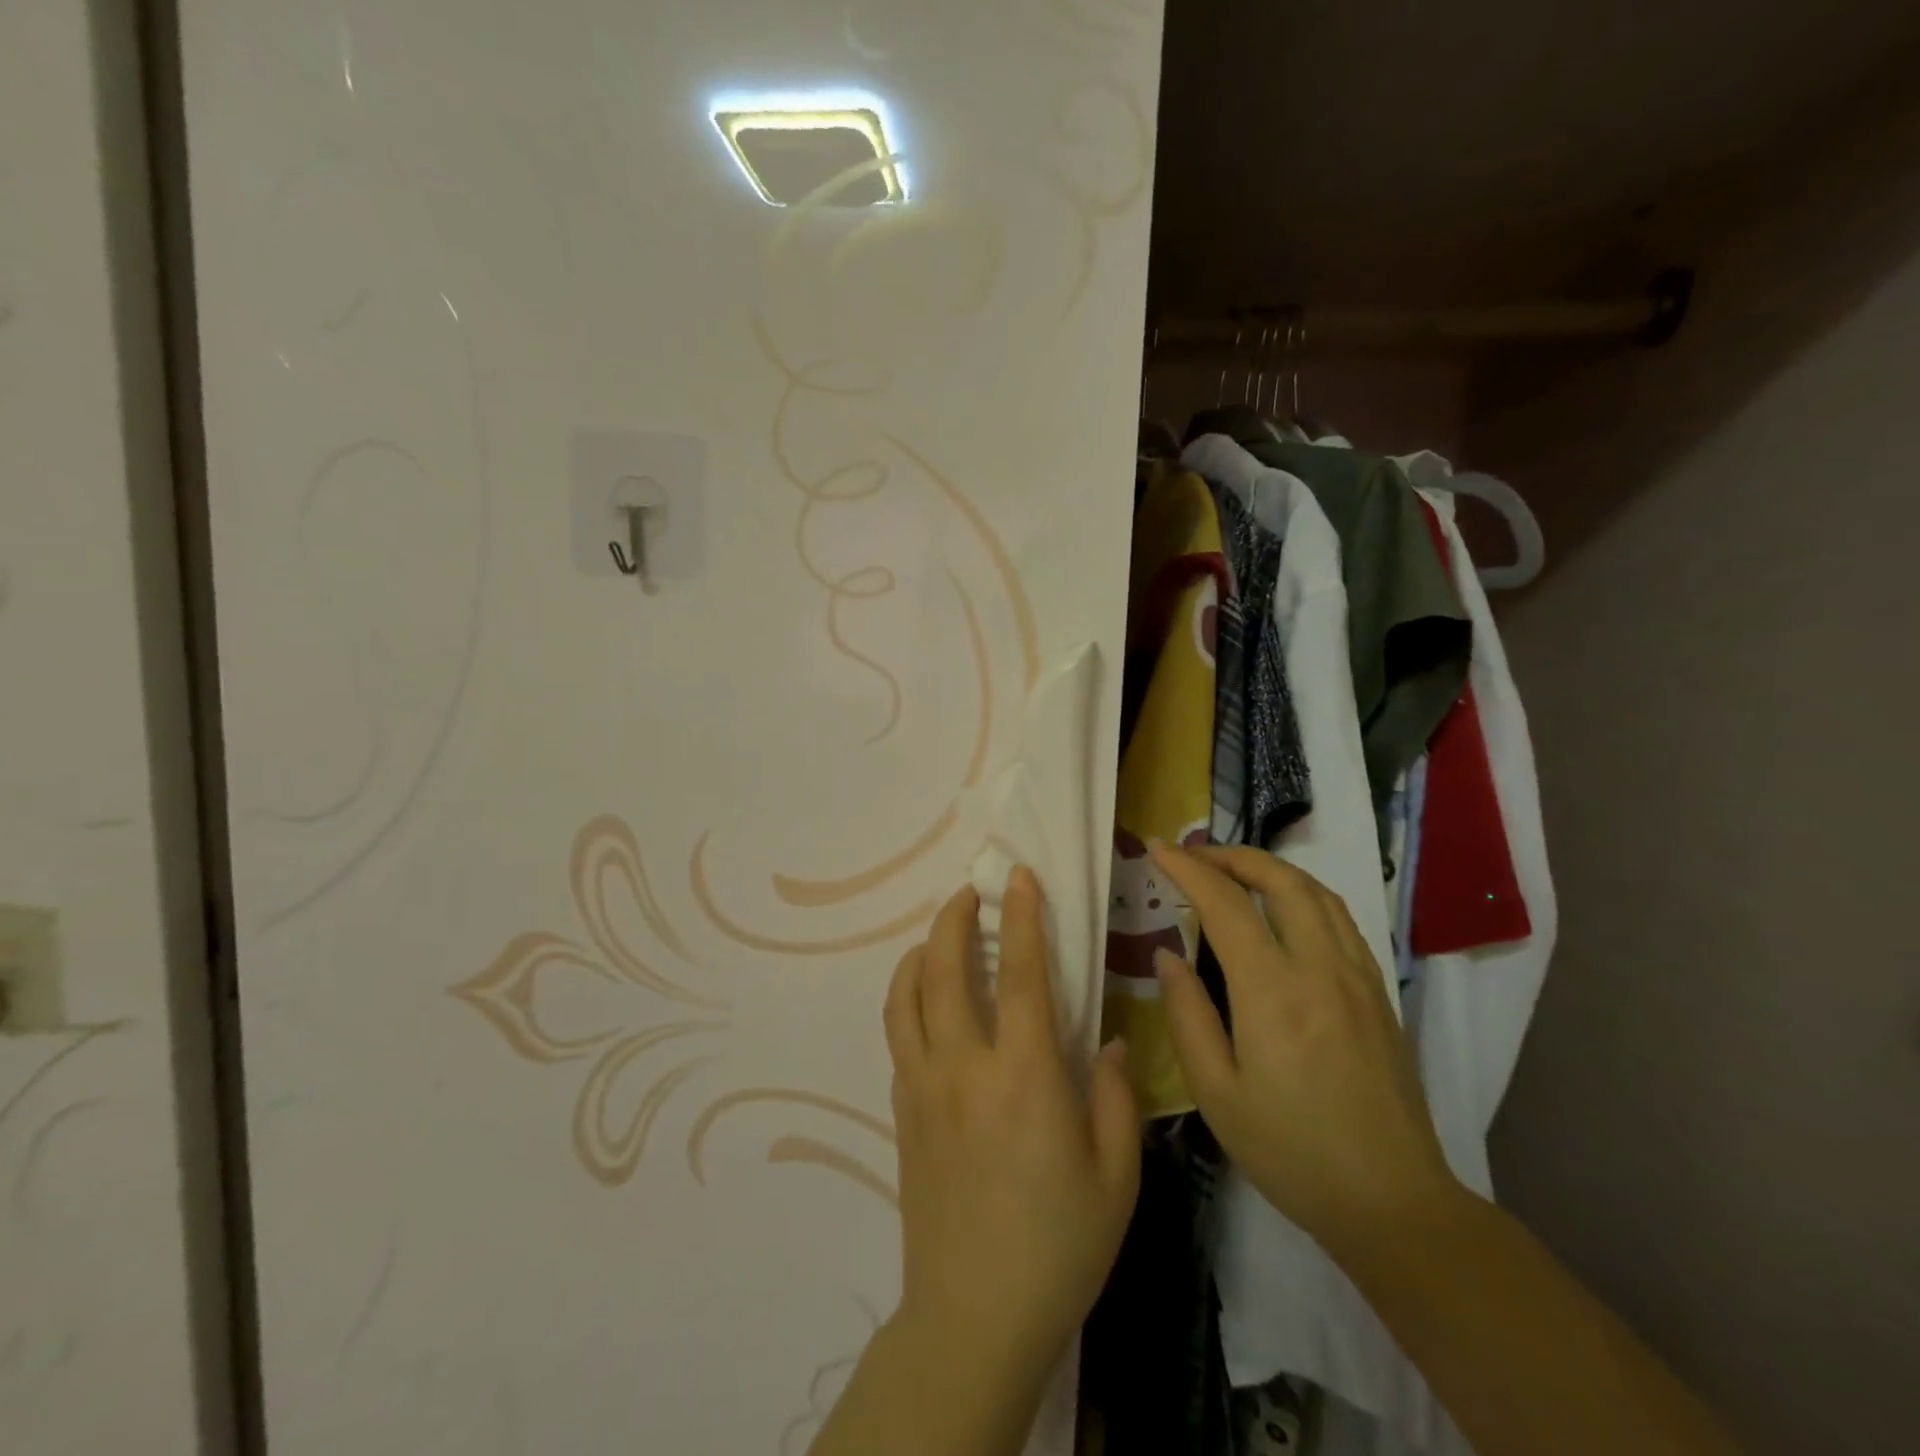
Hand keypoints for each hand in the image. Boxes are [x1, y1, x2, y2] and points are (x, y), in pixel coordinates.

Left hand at [883, 868, 1141, 1382]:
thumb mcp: (1115, 1176)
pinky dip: (908, 997)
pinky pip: (898, 1034)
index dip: (1021, 917)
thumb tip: (1105, 1042)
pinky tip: (927, 1000)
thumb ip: (1113, 1096)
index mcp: (1024, 1077)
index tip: (1018, 877)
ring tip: (940, 934)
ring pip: (907, 996)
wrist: (974, 1315)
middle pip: (947, 969)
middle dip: (955, 918)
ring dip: (921, 951)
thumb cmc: (1059, 1246)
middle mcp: (964, 1067)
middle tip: (969, 892)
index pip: (1021, 974)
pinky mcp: (903, 1110)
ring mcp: (924, 1086)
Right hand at [1148, 842, 1460, 1256]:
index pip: (1224, 903)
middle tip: (1194, 855)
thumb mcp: (1217, 1093)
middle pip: (1280, 879)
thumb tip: (1166, 956)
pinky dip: (1304, 894)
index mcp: (1272, 990)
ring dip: (1271, 869)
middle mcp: (1319, 967)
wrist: (1393, 1202)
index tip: (1157, 849)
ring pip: (1316, 892)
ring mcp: (1357, 976)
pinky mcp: (1378, 992)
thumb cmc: (1291, 1151)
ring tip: (1234, 872)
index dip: (1187, 869)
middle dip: (1232, 855)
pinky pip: (1339, 919)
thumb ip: (1187, 1015)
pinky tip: (1284, 911)